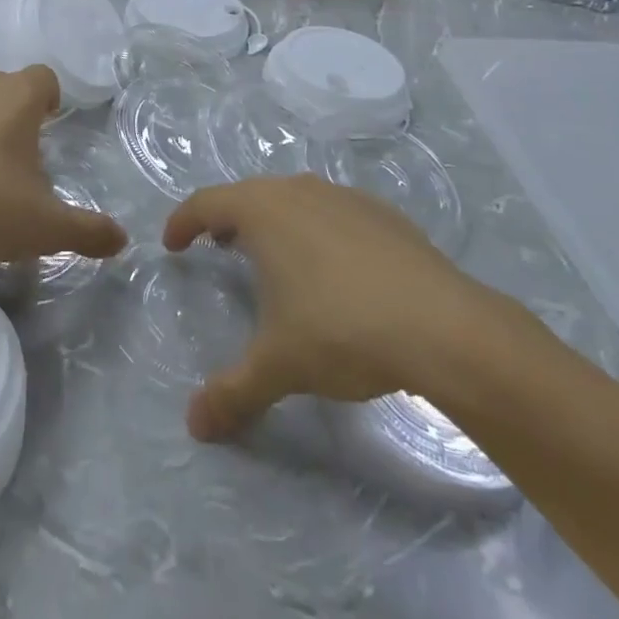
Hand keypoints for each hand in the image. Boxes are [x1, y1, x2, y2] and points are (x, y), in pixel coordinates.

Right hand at [163, 176, 507, 441]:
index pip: (205, 203)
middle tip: (218, 247)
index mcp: (262, 211)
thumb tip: (194, 426)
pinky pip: (334, 213)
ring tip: (273, 256)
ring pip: (294, 199)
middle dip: (226, 219)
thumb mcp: (278, 365)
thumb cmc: (341, 330)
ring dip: (273, 221)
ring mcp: (345, 198)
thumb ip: (232, 392)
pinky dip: (317, 230)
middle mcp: (298, 192)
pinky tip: (334, 269)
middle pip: (249, 195)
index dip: (182, 222)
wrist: (446, 328)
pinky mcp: (385, 215)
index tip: (172, 244)